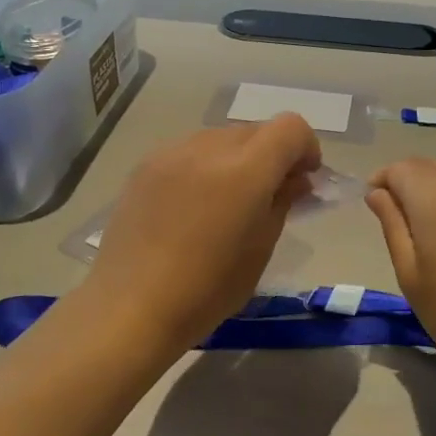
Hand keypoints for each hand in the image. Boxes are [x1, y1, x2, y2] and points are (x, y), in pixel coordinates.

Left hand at [80, 115, 322, 357]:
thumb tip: (295, 180)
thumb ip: (282, 202)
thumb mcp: (260, 249)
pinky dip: (205, 165)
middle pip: (256, 130)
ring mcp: (173, 152)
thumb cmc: (206, 290)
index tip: (303, 179)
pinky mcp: (146, 164)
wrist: (129, 307)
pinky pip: (190, 150)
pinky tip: (194, 204)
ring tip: (228, 200)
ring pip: (222, 137)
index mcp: (246, 170)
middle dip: (272, 154)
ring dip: (238, 158)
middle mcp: (209, 147)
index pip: (290, 127)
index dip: (306, 147)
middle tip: (269, 194)